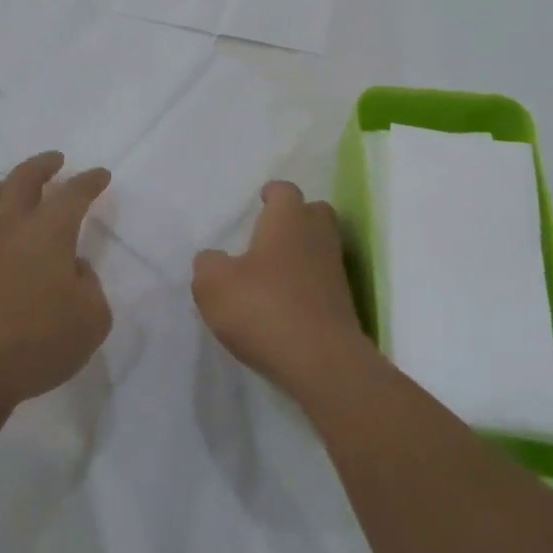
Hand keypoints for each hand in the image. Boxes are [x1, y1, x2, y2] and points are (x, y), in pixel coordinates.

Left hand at [0, 152, 112, 430]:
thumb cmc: (39, 343)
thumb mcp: (92, 318)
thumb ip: (89, 284)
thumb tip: (71, 268)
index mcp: (50, 231)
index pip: (74, 193)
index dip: (90, 181)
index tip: (100, 175)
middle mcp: (11, 226)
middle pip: (25, 179)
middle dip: (44, 165)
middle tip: (56, 160)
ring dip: (10, 186)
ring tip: (19, 186)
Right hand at [192, 181, 373, 397]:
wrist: (321, 362)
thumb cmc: (263, 307)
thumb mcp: (214, 285)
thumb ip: (208, 265)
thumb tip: (213, 259)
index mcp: (288, 219)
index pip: (285, 191)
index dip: (272, 194)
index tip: (261, 200)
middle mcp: (317, 236)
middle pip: (314, 213)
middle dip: (296, 219)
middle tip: (270, 235)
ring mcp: (336, 271)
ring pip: (320, 248)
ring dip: (301, 255)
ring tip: (272, 274)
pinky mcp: (344, 305)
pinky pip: (323, 283)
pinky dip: (307, 287)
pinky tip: (285, 305)